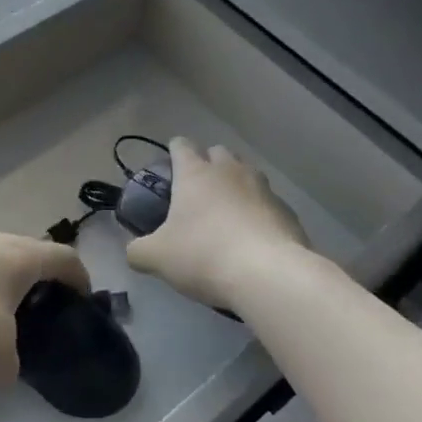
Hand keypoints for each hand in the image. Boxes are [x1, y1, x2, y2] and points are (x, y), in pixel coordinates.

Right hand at [125, 137, 308, 309]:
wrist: (268, 275)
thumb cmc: (204, 255)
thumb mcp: (157, 258)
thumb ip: (139, 251)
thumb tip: (134, 251)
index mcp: (196, 173)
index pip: (181, 146)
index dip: (173, 152)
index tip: (169, 167)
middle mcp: (230, 171)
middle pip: (218, 152)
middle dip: (208, 164)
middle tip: (197, 192)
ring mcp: (263, 188)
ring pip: (246, 173)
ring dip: (235, 185)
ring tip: (226, 213)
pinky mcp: (287, 211)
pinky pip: (267, 202)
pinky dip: (258, 211)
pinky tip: (253, 237)